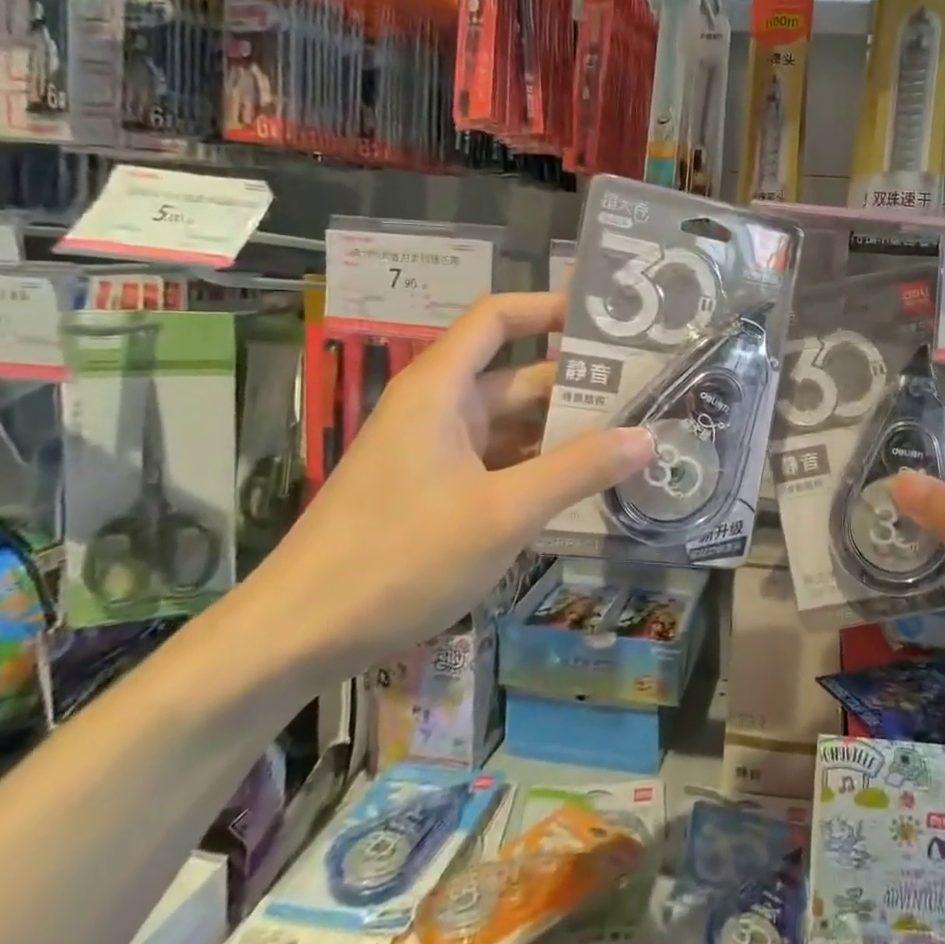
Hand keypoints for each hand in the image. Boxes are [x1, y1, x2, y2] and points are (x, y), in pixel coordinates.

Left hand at [256, 293, 653, 674]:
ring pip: (511, 427)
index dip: (549, 307)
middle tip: (647, 397)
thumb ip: (577, 470)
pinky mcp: (434, 493)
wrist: (297, 636)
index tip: (608, 321)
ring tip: (630, 442)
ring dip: (563, 434)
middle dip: (578, 386)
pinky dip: (537, 469)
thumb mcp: (502, 512)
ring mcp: (435, 453)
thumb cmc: (399, 558)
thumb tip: (646, 437)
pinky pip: (497, 464)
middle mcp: (438, 409)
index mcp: (441, 389)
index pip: (498, 318)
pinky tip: (582, 489)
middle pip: (517, 377)